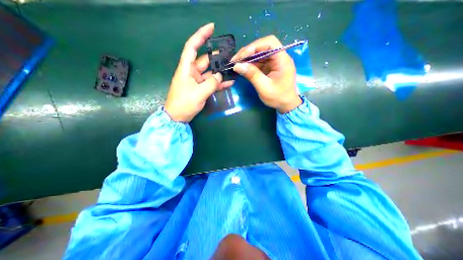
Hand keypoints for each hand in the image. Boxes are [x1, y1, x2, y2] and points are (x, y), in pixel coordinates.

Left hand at [164, 22, 232, 120]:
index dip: (200, 36)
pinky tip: (229, 83)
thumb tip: (220, 76)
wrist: (178, 117)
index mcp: (186, 68)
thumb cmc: (184, 103)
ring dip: (220, 72)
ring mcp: (197, 81)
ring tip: (232, 69)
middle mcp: (191, 72)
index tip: (211, 28)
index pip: (192, 47)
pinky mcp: (201, 89)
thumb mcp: (199, 93)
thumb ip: (212, 83)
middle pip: (205, 60)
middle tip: (230, 56)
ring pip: (210, 73)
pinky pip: (211, 83)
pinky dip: (219, 83)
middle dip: (217, 57)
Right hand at [232, 34, 300, 112]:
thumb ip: (252, 75)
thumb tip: (237, 65)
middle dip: (248, 52)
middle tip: (235, 60)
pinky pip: (259, 62)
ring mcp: (274, 63)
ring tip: (236, 64)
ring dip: (247, 58)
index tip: (242, 56)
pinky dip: (250, 65)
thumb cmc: (278, 97)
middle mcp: (279, 58)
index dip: (255, 46)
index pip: (270, 43)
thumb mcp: (264, 87)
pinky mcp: (270, 68)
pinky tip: (243, 68)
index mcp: (282, 60)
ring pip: (259, 54)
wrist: (286, 105)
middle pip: (263, 47)